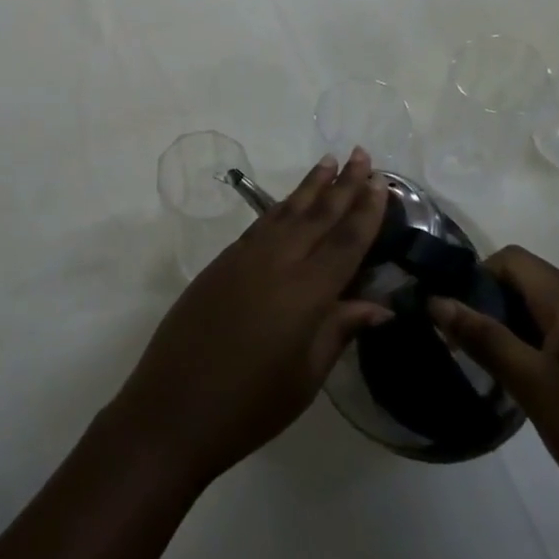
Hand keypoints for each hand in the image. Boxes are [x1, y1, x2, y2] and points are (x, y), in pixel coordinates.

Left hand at [108, 150, 391, 489]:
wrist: (175, 405)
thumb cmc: (250, 404)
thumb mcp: (306, 376)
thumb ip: (339, 330)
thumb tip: (377, 305)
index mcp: (305, 292)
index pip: (345, 242)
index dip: (366, 211)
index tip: (383, 181)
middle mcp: (276, 262)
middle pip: (317, 215)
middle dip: (343, 184)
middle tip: (361, 153)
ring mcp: (244, 257)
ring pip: (286, 211)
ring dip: (310, 186)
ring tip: (329, 162)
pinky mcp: (222, 261)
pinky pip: (261, 224)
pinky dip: (281, 207)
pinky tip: (290, 203)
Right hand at [431, 247, 558, 542]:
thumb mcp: (532, 387)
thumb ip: (483, 337)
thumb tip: (436, 300)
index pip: (513, 259)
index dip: (478, 276)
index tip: (459, 316)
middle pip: (531, 282)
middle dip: (493, 304)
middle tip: (469, 346)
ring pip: (549, 311)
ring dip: (516, 328)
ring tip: (497, 369)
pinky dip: (543, 348)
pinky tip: (537, 389)